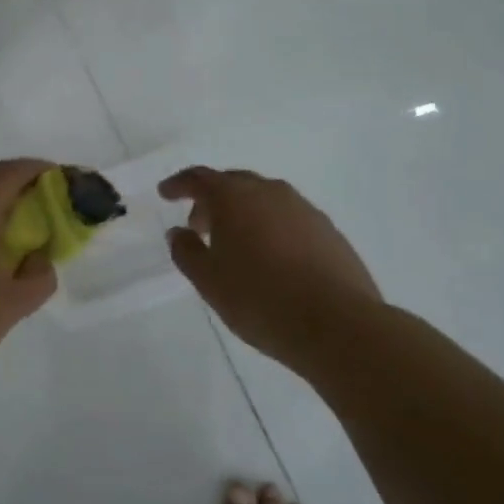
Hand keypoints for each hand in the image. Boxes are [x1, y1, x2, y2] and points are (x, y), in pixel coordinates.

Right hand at [160, 167, 381, 366]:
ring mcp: (304, 209)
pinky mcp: (328, 230)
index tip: (165, 193)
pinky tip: (271, 258)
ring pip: (264, 199)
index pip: (199, 178)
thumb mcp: (208, 281)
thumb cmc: (260, 299)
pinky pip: (288, 218)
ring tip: (235, 244)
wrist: (337, 324)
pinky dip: (270, 227)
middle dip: (212, 199)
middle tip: (198, 225)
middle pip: (233, 183)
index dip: (178, 184)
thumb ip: (187, 252)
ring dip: (243, 212)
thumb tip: (179, 232)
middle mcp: (270, 192)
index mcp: (234, 198)